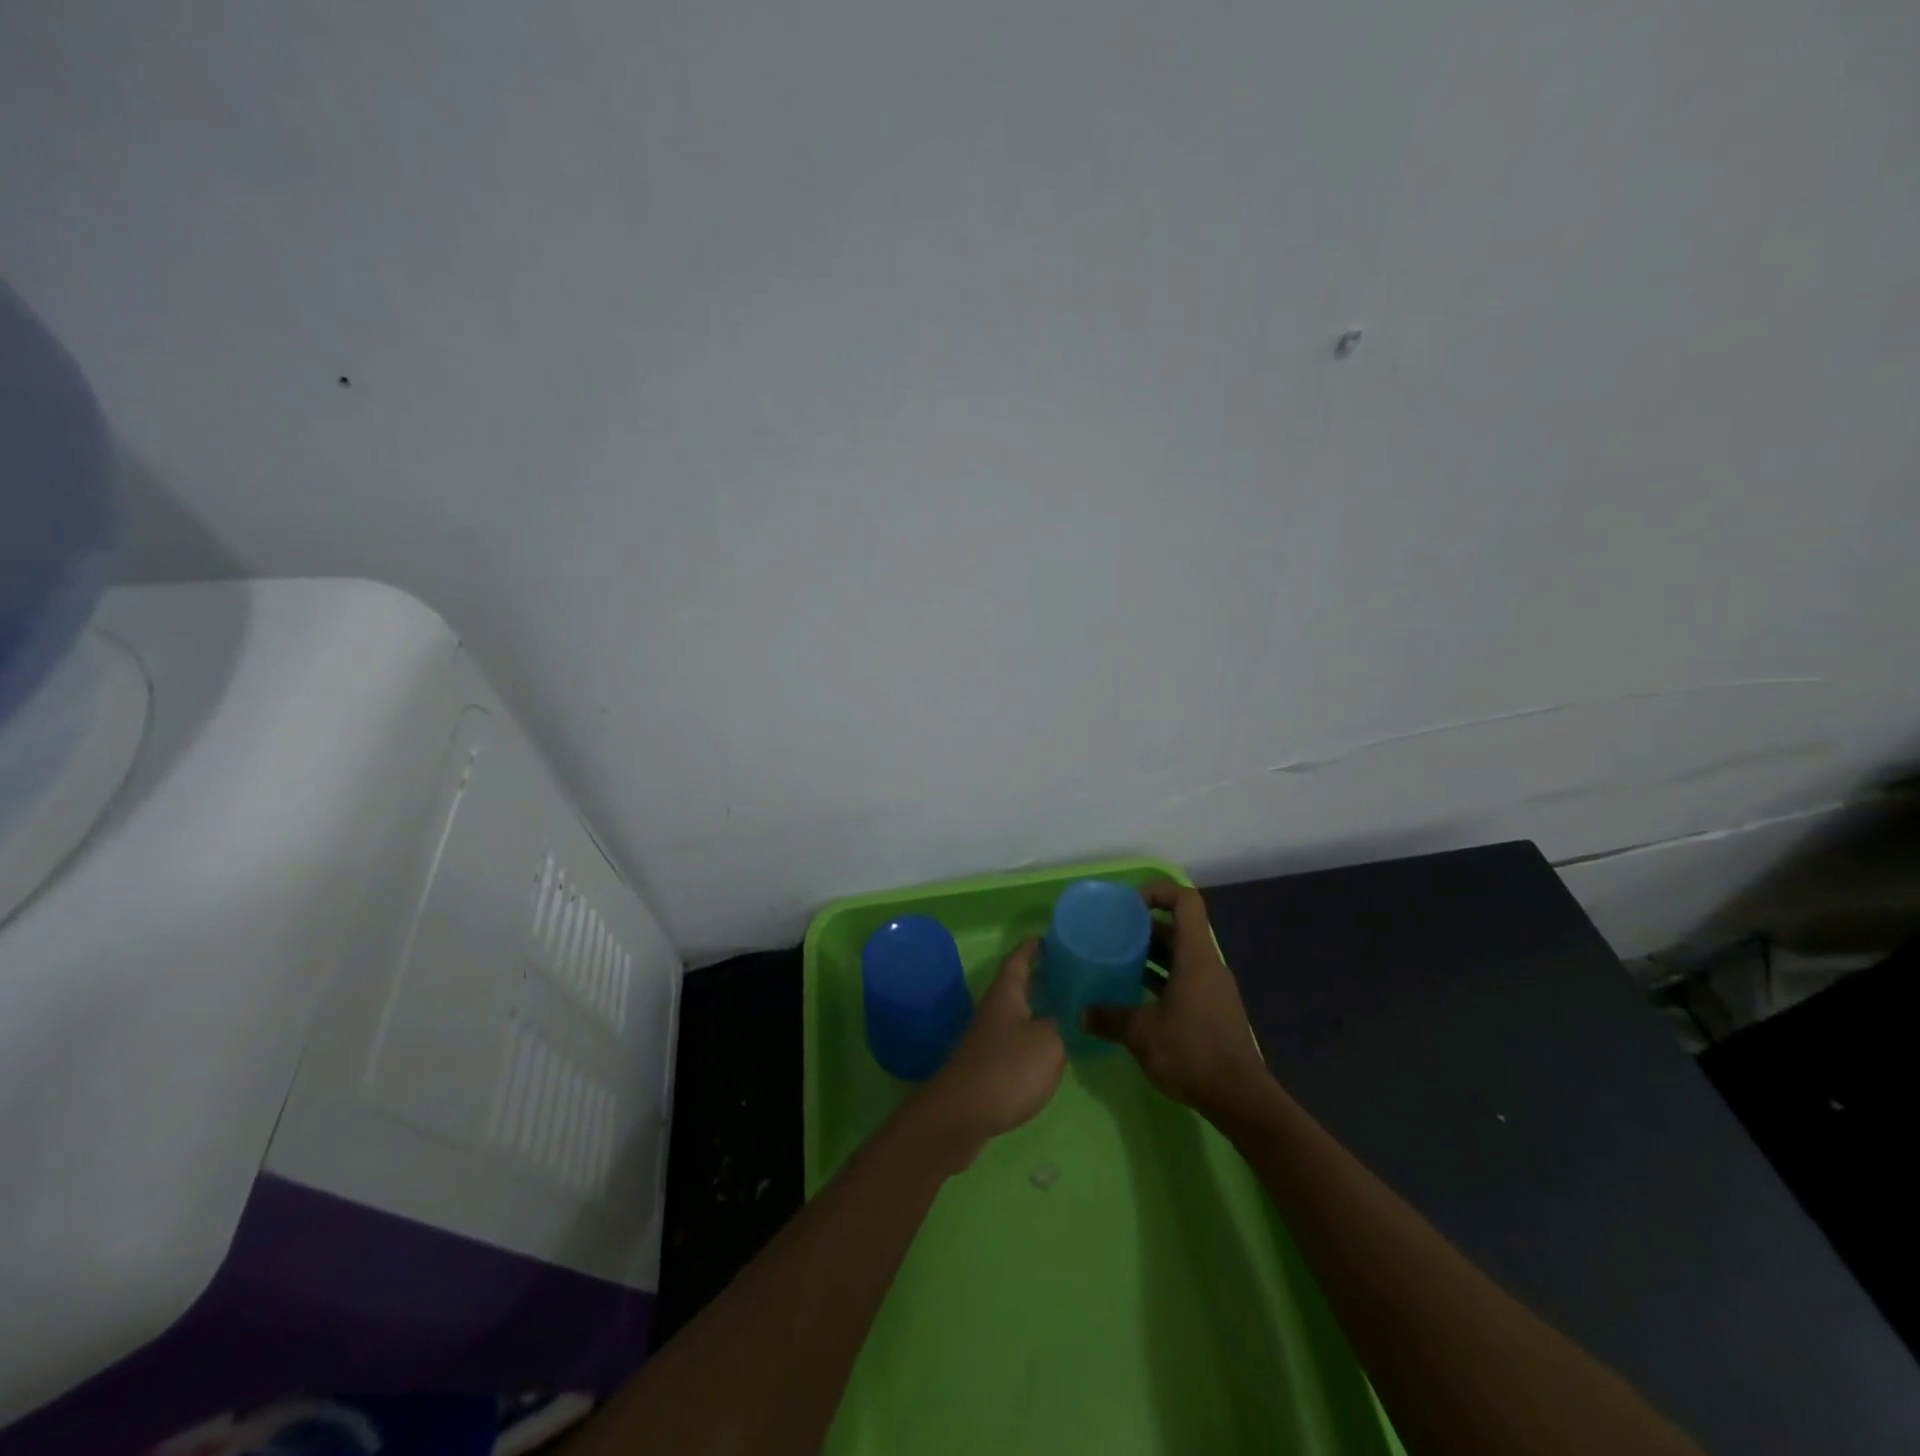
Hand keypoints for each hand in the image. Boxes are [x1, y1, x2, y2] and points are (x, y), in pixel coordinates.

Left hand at [914, 938, 1065, 1164]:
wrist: (962, 1114)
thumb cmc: (1008, 1068)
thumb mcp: (1048, 1043)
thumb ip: (1057, 1027)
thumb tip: (1055, 1020)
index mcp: (1006, 994)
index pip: (1018, 960)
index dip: (1032, 948)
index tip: (1046, 937)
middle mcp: (993, 1009)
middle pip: (1015, 985)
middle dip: (1038, 976)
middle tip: (1065, 972)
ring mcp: (986, 1037)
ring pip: (1014, 1011)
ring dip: (1034, 1006)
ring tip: (1062, 1007)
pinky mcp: (985, 1063)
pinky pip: (1012, 1037)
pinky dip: (1029, 1034)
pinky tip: (1045, 1047)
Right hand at [1084, 880, 1272, 1121]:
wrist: (1239, 1099)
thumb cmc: (1192, 1052)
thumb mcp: (1142, 1033)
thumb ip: (1110, 1018)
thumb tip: (1082, 1014)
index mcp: (1195, 956)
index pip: (1185, 901)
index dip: (1159, 892)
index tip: (1129, 904)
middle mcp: (1207, 965)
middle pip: (1179, 928)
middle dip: (1145, 926)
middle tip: (1113, 933)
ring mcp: (1213, 988)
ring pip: (1180, 956)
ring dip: (1151, 954)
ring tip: (1118, 961)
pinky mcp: (1213, 1010)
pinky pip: (1185, 979)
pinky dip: (1161, 978)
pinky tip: (1136, 996)